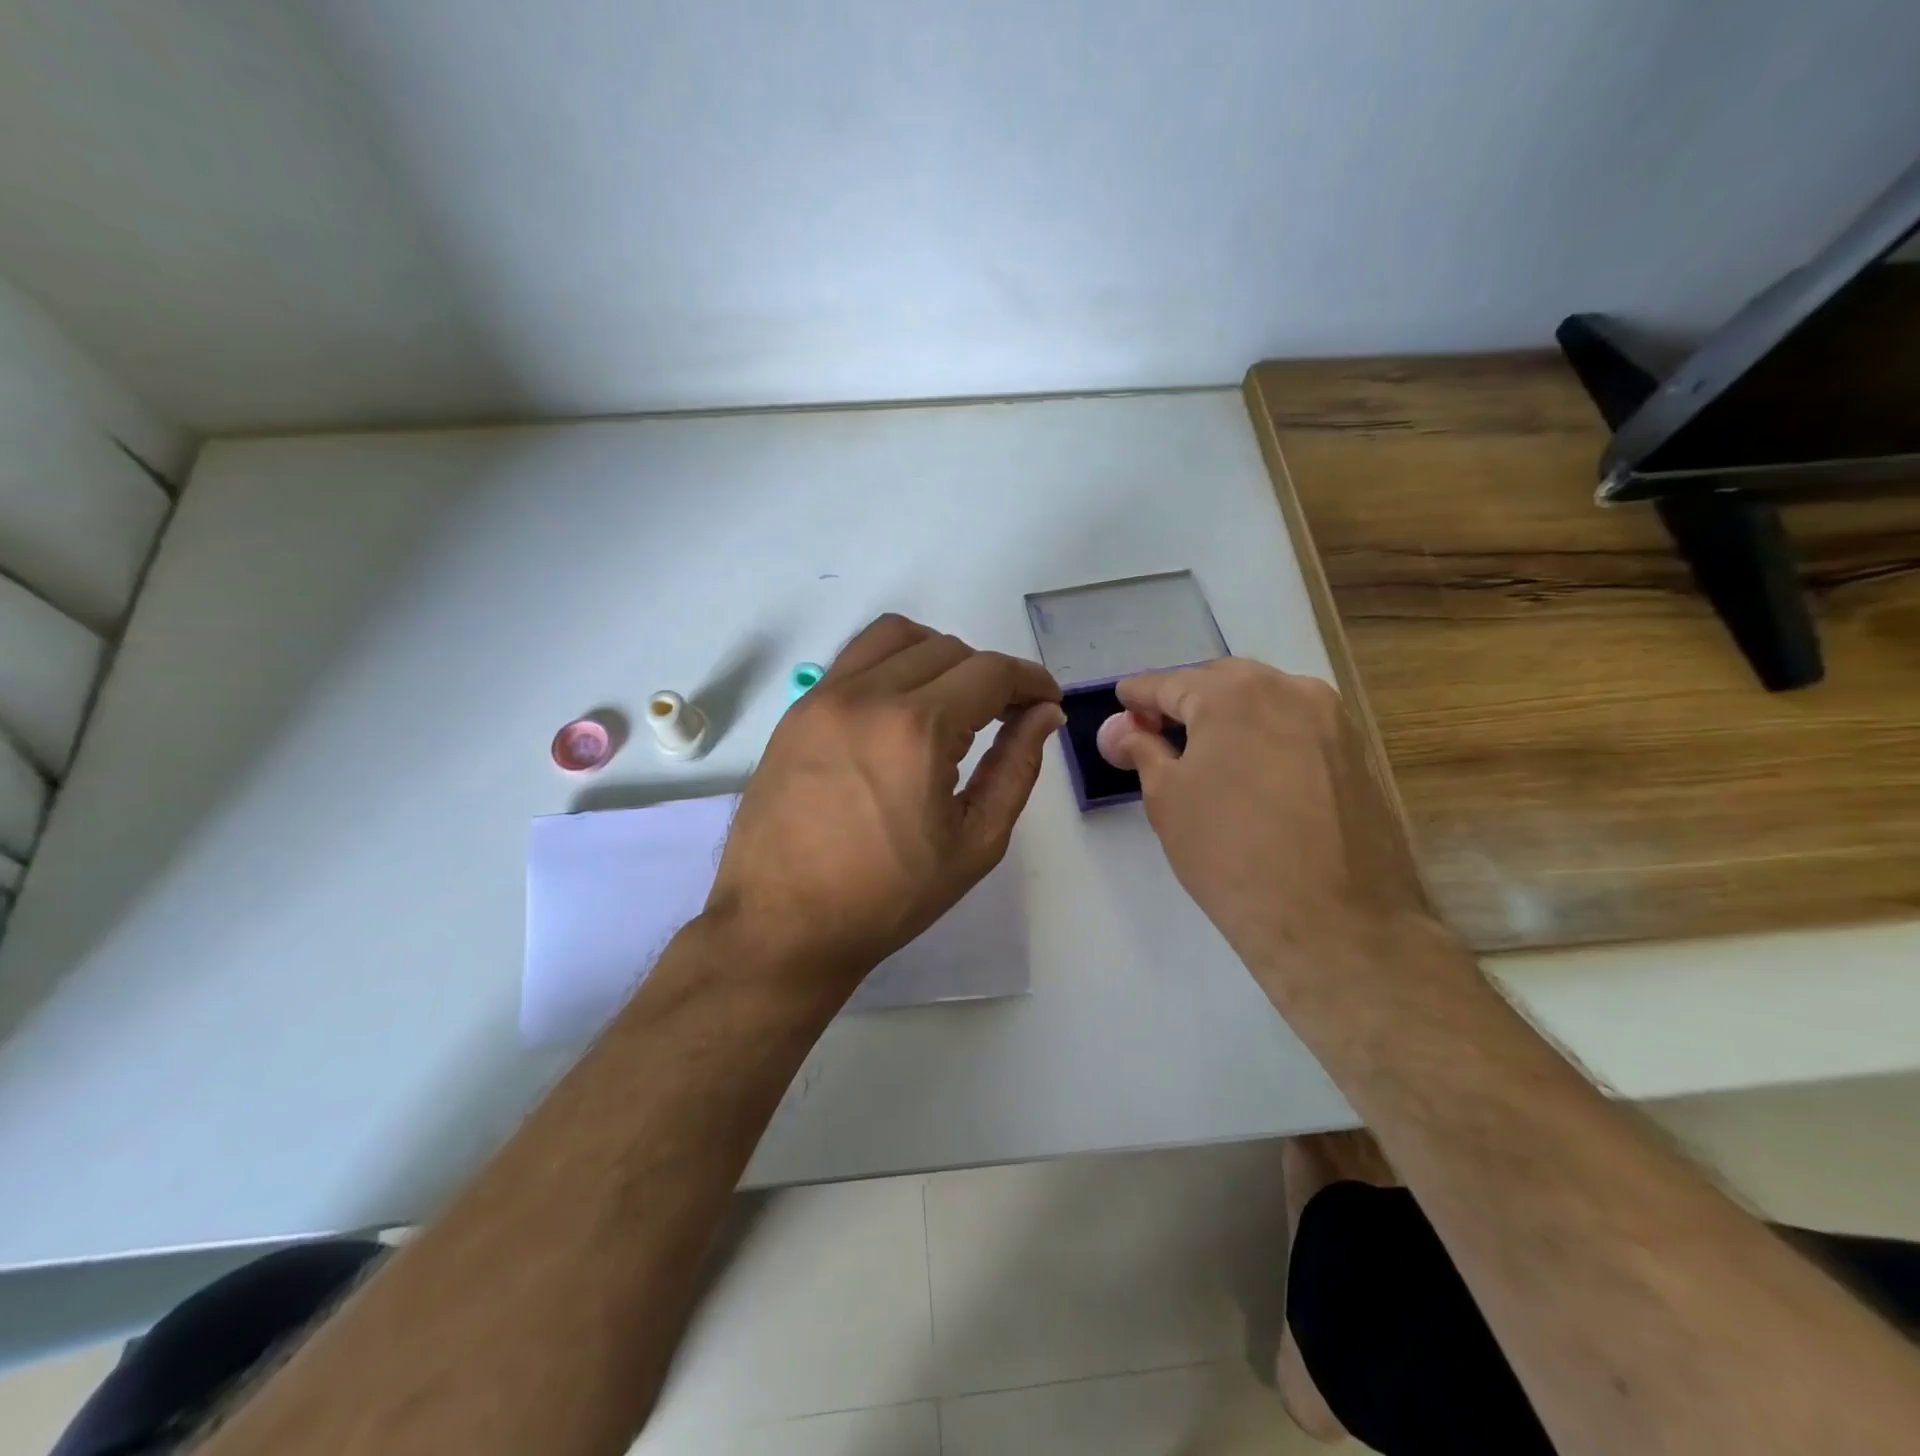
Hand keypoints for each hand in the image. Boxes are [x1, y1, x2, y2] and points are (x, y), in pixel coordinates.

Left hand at [706, 614, 1063, 989]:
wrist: (782, 924)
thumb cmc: (887, 896)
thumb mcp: (974, 843)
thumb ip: (1016, 769)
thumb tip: (1043, 715)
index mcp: (917, 730)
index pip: (991, 672)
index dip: (1031, 680)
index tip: (1046, 702)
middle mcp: (868, 695)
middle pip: (948, 649)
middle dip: (989, 675)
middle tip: (1002, 716)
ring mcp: (824, 698)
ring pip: (896, 636)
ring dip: (938, 655)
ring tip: (950, 700)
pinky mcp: (797, 711)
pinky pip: (854, 659)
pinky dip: (891, 665)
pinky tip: (898, 711)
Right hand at [1097, 659, 1448, 999]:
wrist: (1332, 920)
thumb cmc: (1229, 853)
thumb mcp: (1167, 799)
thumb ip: (1142, 750)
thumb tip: (1121, 731)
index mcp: (1233, 694)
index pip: (1171, 682)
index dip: (1139, 694)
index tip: (1121, 701)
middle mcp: (1288, 689)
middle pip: (1221, 682)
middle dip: (1185, 698)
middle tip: (1156, 729)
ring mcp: (1331, 719)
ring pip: (1264, 699)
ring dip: (1228, 713)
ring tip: (1201, 748)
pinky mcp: (1356, 751)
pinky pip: (1295, 725)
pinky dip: (1264, 732)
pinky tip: (1249, 765)